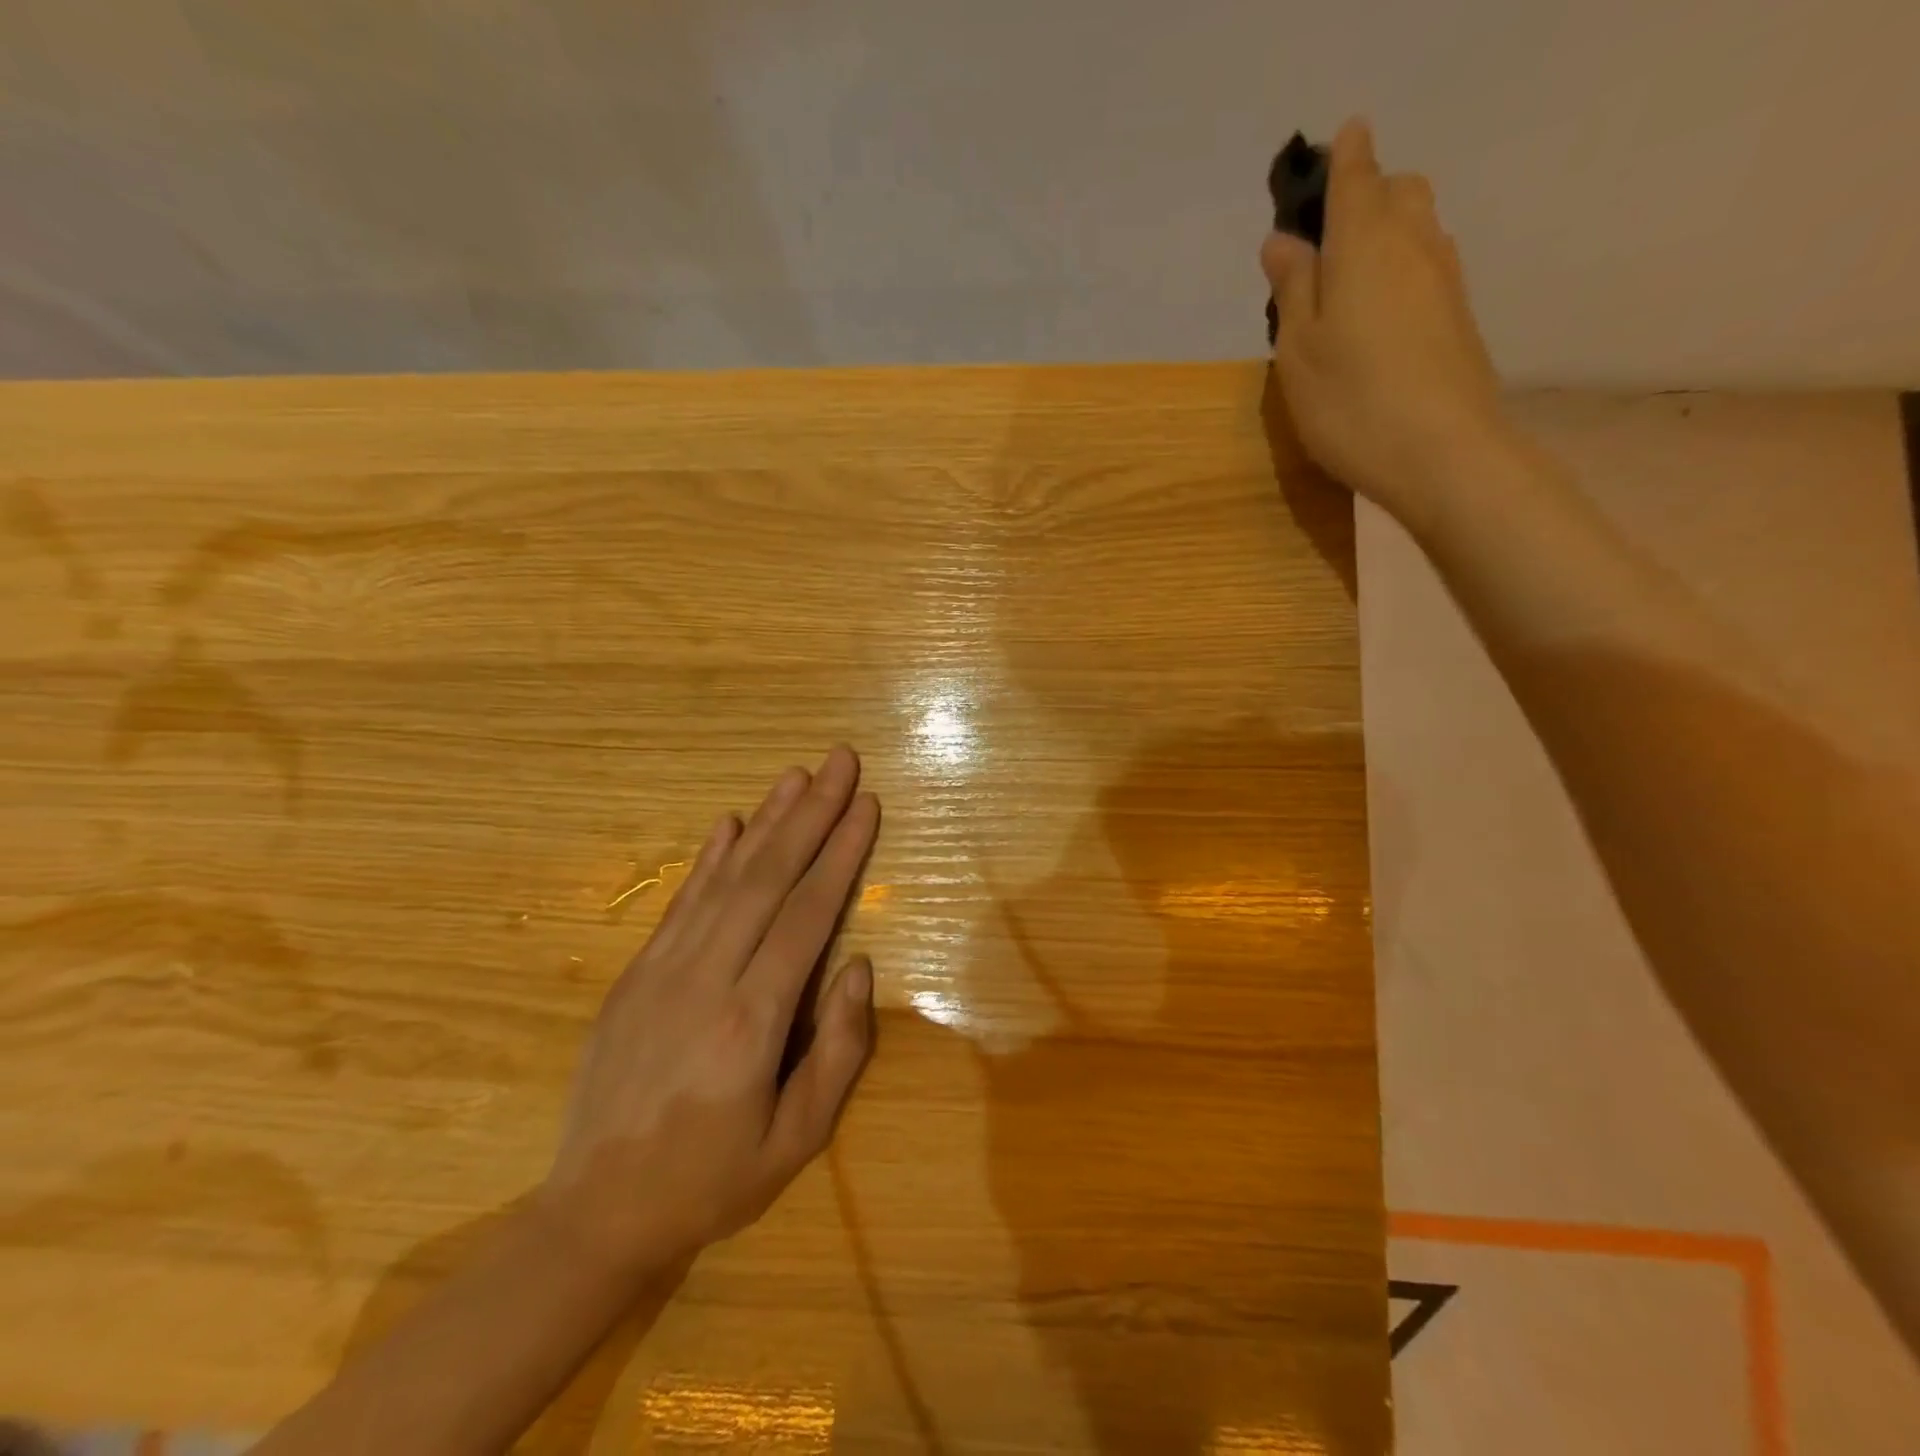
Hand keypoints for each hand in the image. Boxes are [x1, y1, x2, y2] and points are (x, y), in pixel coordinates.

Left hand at [540, 746, 878, 1278]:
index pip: (807, 914)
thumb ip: (838, 1050)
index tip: (865, 803)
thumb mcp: (797, 1141)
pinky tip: (729, 823)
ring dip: (765, 821)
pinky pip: (679, 902)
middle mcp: (705, 978)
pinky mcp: (634, 974)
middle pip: (768, 878)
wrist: (594, 1215)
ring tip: (796, 776)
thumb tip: (859, 965)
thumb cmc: (712, 1181)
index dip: (840, 854)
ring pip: (724, 878)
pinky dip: (709, 858)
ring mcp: (661, 970)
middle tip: (840, 761)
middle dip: (810, 814)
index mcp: (750, 1021)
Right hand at [1262, 118, 1512, 533]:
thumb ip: (1292, 289)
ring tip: (1344, 278)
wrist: (1442, 452)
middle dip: (1365, 194)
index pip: (1356, 173)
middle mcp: (1413, 243)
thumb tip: (1282, 241)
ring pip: (1417, 226)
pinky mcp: (1457, 313)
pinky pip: (1426, 264)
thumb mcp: (1298, 351)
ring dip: (1383, 232)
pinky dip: (1400, 266)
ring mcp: (1444, 277)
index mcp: (1364, 242)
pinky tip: (1375, 310)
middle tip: (1324, 238)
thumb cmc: (1350, 402)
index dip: (1342, 157)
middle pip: (1396, 190)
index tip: (1327, 155)